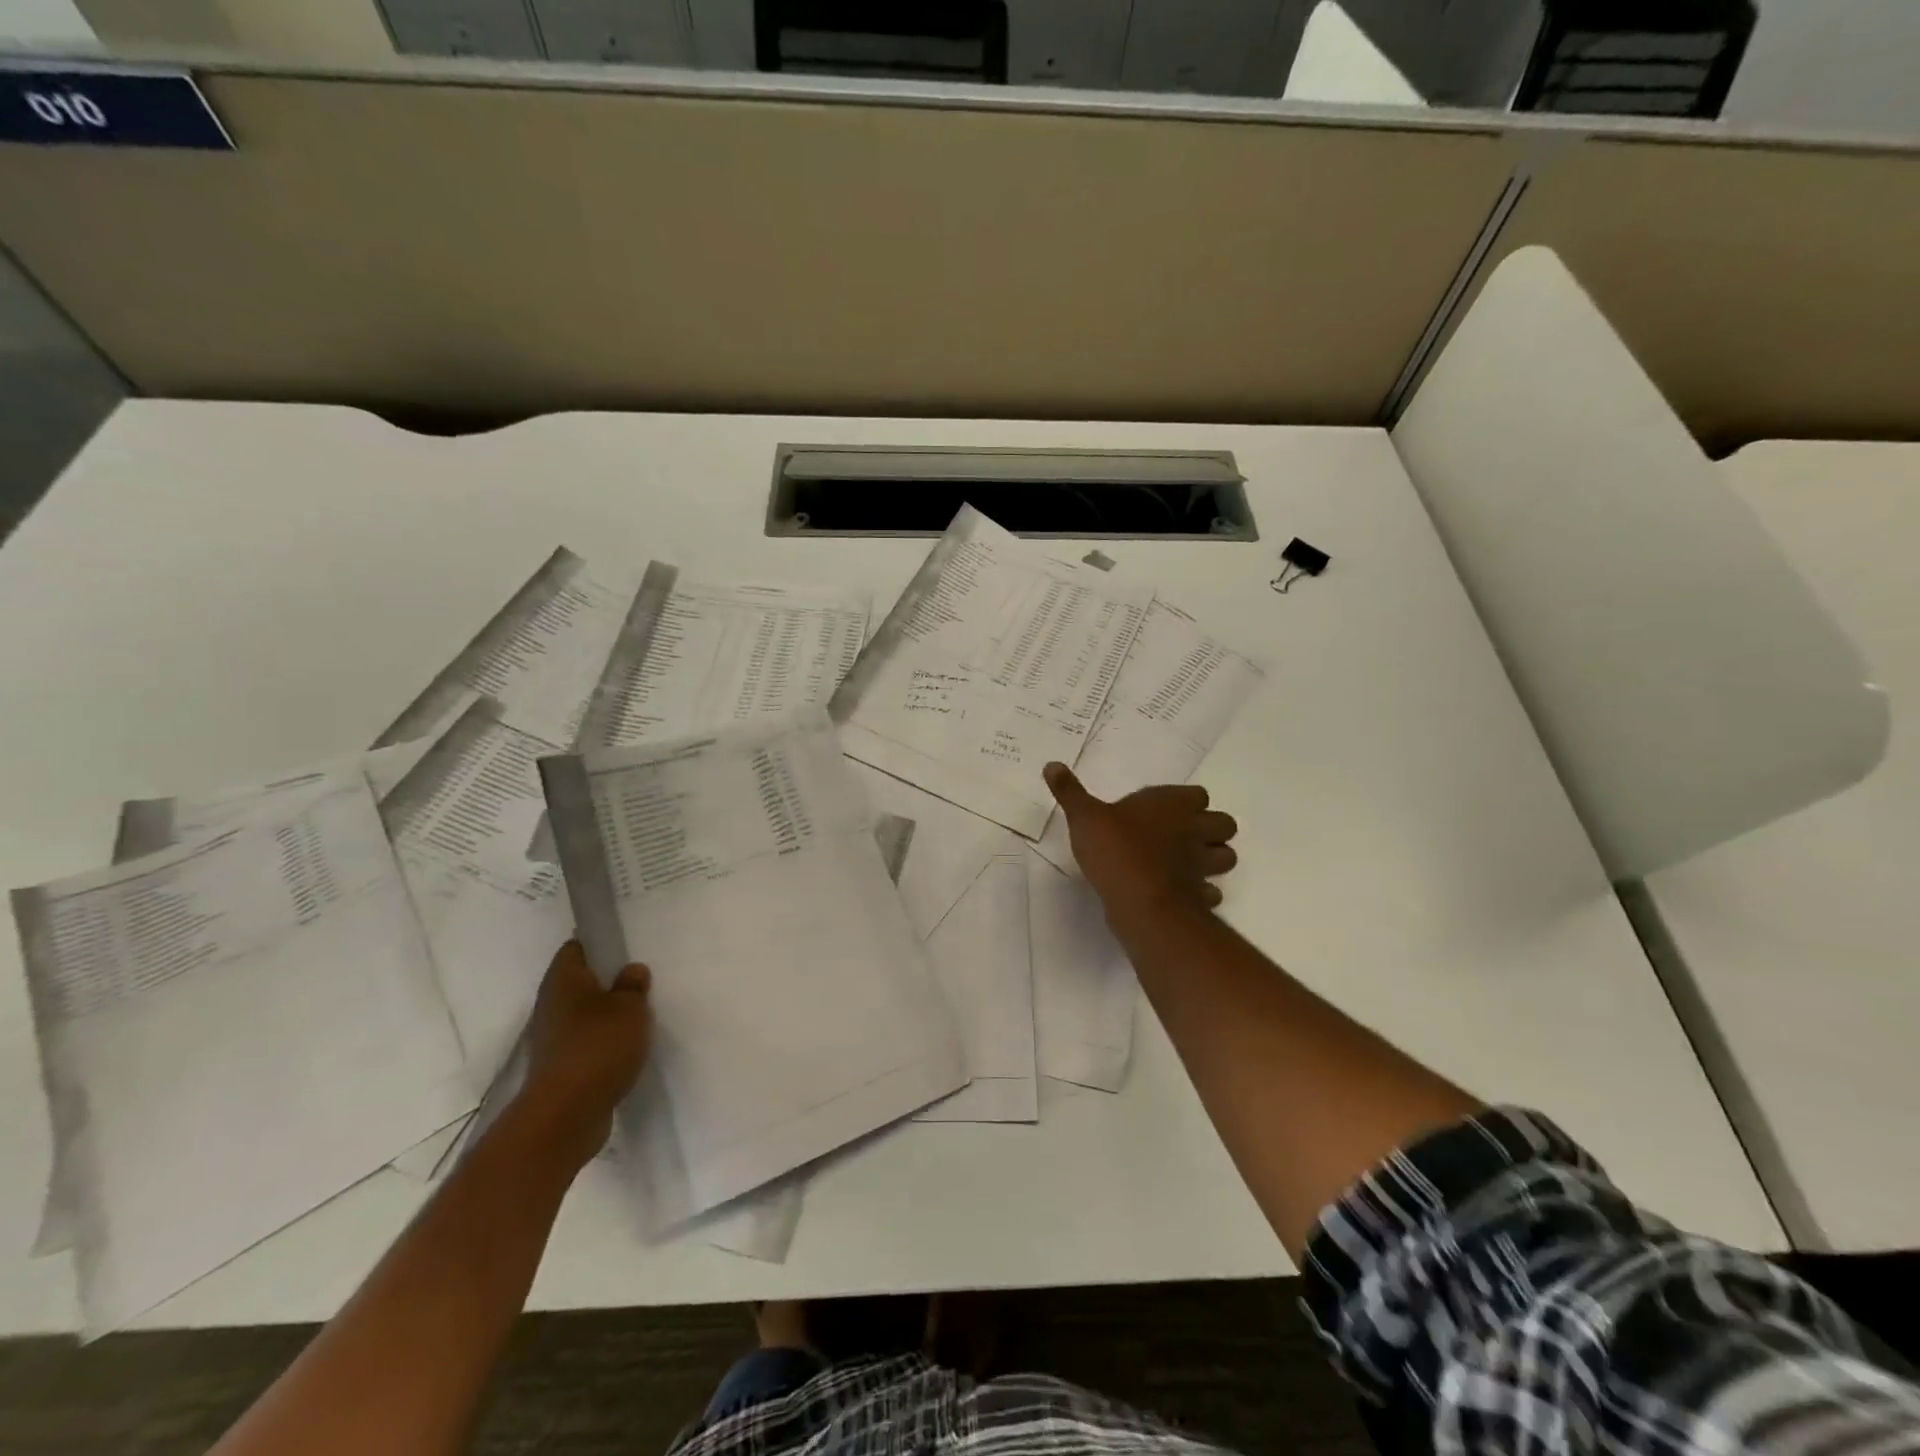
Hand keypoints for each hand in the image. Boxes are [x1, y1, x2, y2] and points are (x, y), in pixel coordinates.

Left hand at [519, 940, 651, 1170]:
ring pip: (585, 1014)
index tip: (626, 946)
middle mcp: (551, 1005)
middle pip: (580, 982)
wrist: (565, 1117)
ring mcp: (553, 1039)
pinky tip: (628, 1048)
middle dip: (608, 980)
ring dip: (608, 1014)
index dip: (599, 943)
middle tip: (641, 980)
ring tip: (640, 1015)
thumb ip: (633, 986)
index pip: (576, 947)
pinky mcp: (560, 1068)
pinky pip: (586, 1042)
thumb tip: (631, 971)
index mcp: (563, 980)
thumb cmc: (597, 1048)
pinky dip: (604, 1042)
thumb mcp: (630, 1008)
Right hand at [1044, 763, 1238, 917]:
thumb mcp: (1084, 816)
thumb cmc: (1115, 849)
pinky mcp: (1200, 897)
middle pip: (1225, 824)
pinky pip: (1211, 893)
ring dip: (1214, 859)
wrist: (1139, 900)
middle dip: (1212, 829)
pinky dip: (1202, 893)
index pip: (1198, 795)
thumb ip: (1070, 792)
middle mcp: (1194, 831)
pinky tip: (1183, 894)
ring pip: (1226, 857)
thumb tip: (1052, 764)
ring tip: (1188, 864)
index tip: (1168, 809)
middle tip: (1184, 836)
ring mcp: (1201, 865)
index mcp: (1171, 805)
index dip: (1188, 802)